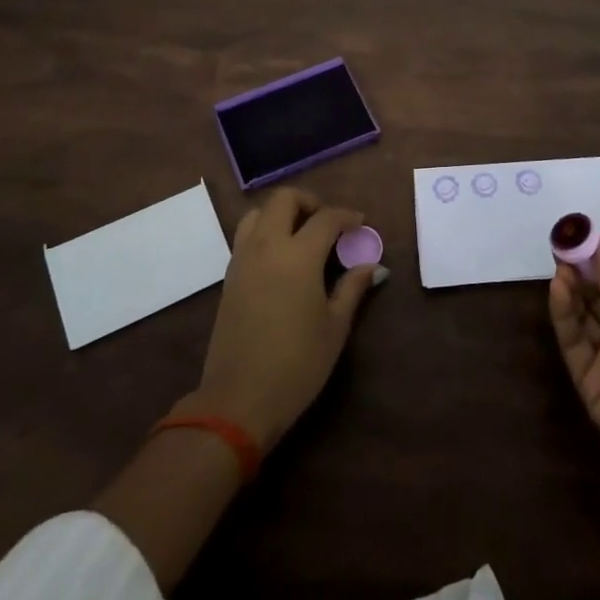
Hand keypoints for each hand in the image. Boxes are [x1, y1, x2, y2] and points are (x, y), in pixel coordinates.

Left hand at [190, 189, 381, 451]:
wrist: (239, 400)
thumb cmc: (297, 364)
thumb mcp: (335, 327)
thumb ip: (352, 288)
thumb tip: (371, 266)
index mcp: (299, 255)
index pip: (326, 218)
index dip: (347, 216)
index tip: (360, 224)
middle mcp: (267, 246)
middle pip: (284, 200)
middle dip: (309, 202)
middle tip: (327, 223)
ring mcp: (242, 260)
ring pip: (258, 213)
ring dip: (281, 214)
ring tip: (301, 236)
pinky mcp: (229, 277)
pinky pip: (245, 237)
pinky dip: (265, 233)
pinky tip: (281, 260)